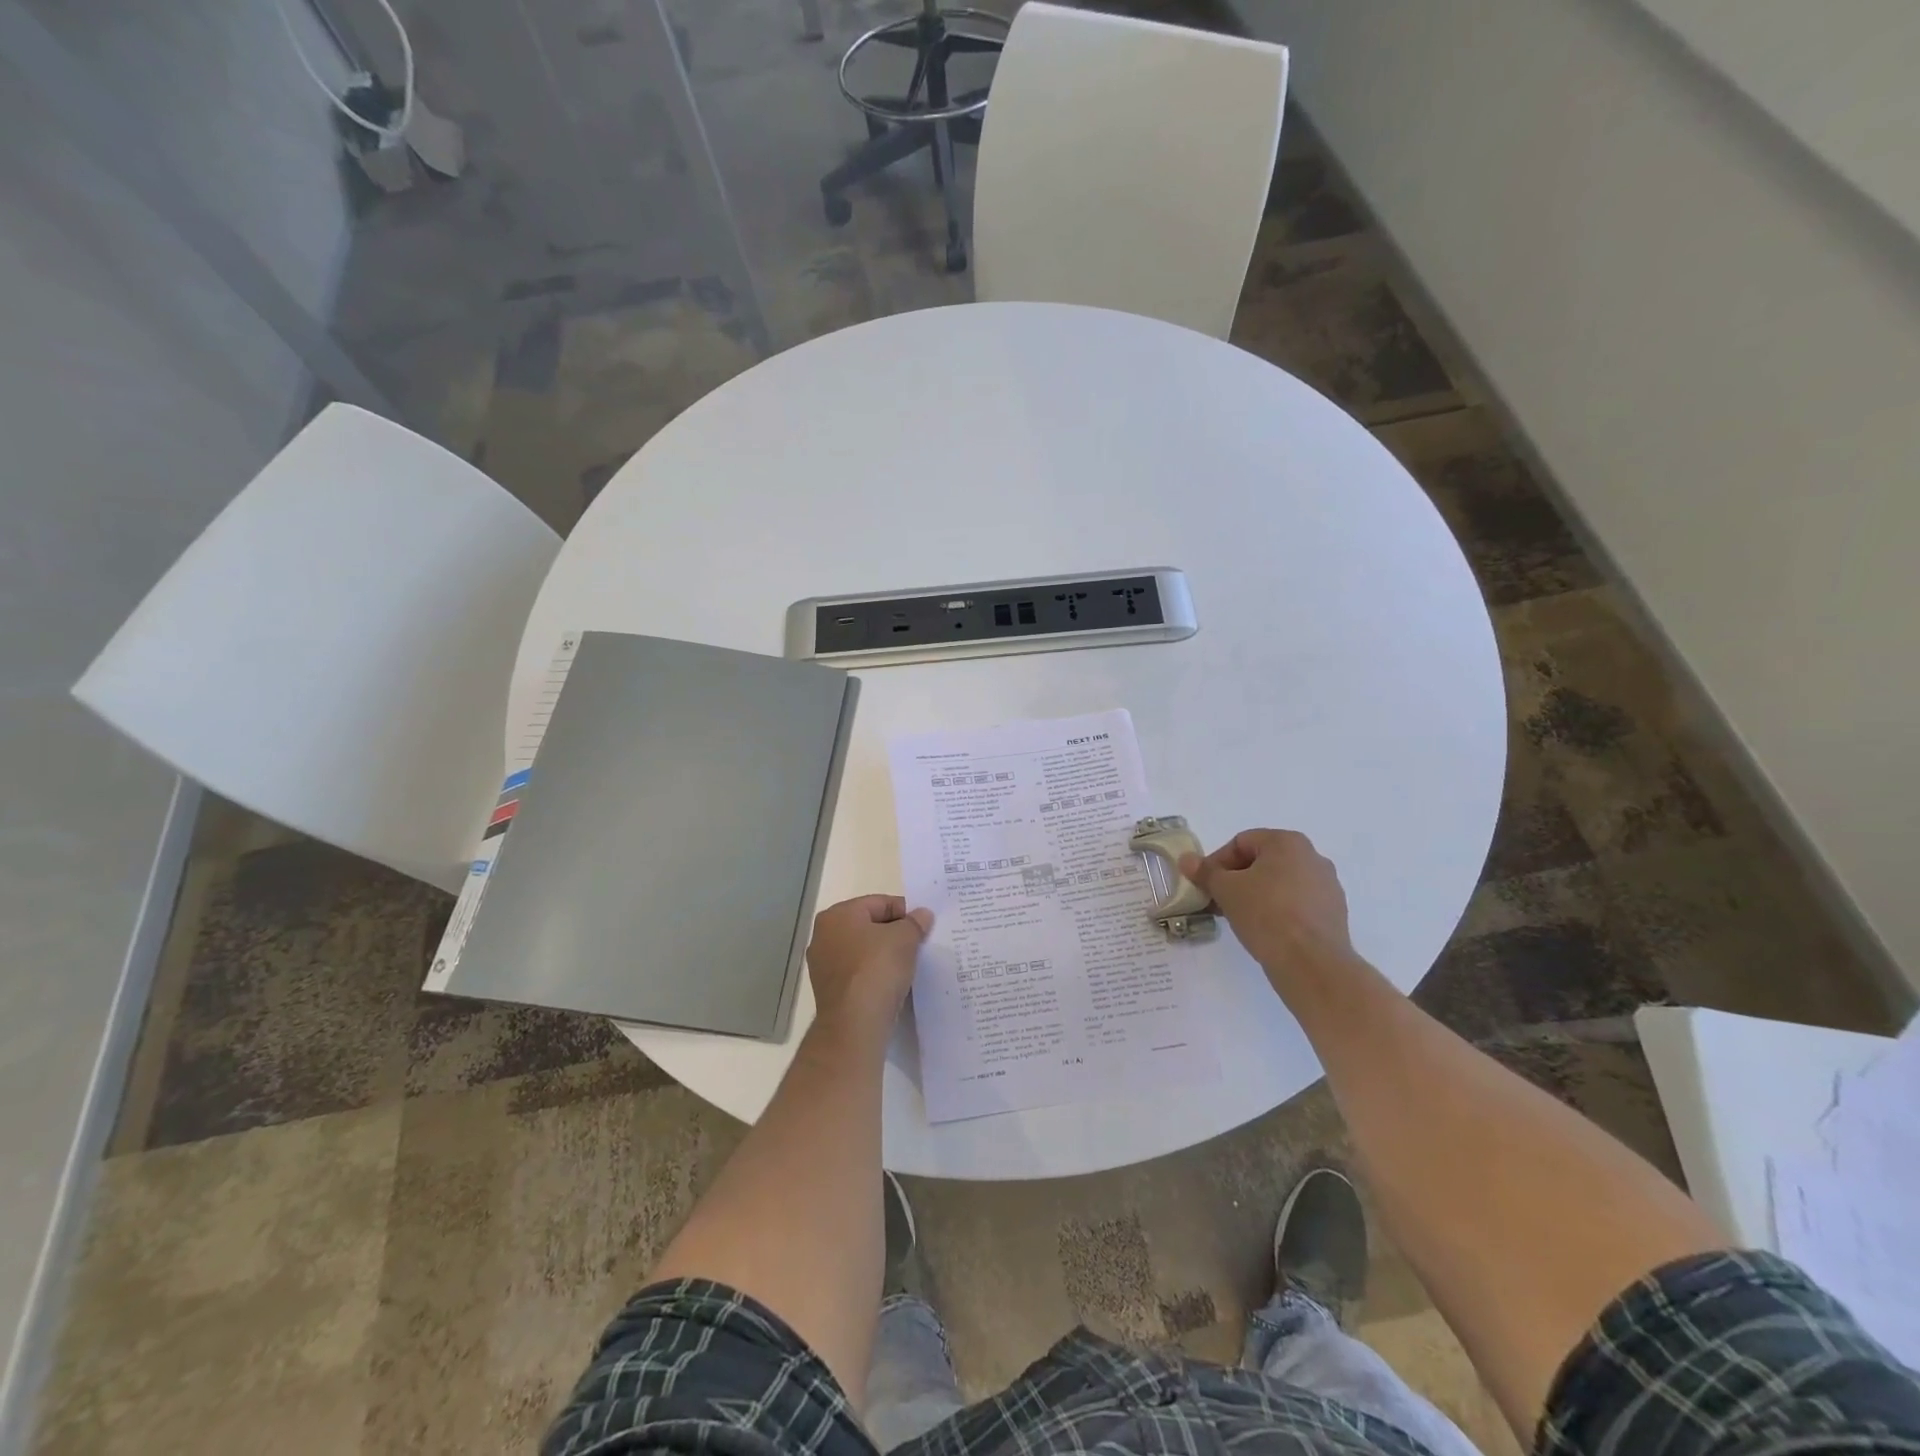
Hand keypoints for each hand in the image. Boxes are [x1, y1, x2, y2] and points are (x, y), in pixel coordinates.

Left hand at [805, 895, 933, 1034]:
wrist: (855, 1024)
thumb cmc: (877, 969)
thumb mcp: (905, 938)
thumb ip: (915, 922)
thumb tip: (922, 915)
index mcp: (837, 915)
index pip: (879, 903)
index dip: (905, 911)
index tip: (924, 926)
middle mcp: (823, 936)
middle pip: (869, 926)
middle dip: (894, 933)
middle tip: (919, 944)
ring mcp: (823, 965)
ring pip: (863, 951)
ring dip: (885, 955)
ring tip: (909, 965)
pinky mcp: (830, 991)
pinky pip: (858, 973)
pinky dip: (875, 974)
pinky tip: (893, 983)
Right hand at [1178, 829, 1356, 984]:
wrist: (1311, 963)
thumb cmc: (1265, 914)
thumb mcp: (1226, 890)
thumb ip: (1205, 872)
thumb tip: (1187, 860)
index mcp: (1288, 842)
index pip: (1241, 842)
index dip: (1216, 862)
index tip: (1205, 885)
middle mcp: (1313, 857)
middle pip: (1262, 862)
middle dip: (1235, 880)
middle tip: (1217, 901)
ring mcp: (1327, 886)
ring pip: (1280, 883)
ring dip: (1255, 895)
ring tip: (1238, 918)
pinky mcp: (1333, 913)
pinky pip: (1296, 903)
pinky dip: (1277, 910)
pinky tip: (1263, 930)